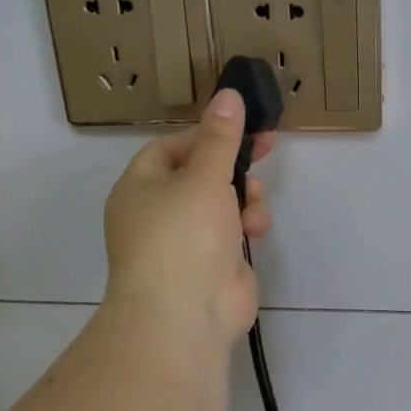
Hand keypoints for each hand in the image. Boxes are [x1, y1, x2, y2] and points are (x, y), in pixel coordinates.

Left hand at [103, 89, 274, 351]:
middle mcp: (160, 211)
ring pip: (224, 201)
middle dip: (235, 163)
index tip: (242, 124)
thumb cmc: (183, 236)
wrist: (185, 315)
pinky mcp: (214, 262)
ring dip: (246, 197)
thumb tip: (228, 95)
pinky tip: (256, 231)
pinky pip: (234, 230)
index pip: (172, 146)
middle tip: (270, 145)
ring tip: (255, 203)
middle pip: (202, 172)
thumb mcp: (204, 176)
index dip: (207, 133)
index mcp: (141, 187)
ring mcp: (187, 240)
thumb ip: (221, 137)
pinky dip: (247, 225)